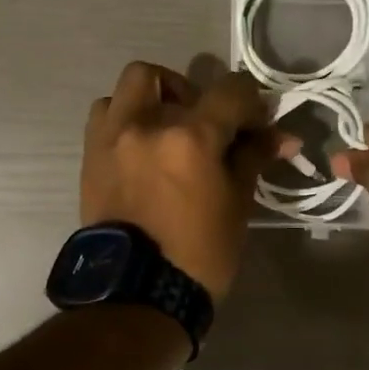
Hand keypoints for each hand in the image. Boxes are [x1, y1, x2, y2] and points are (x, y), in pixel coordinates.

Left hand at [82, 62, 284, 301]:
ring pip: (126, 90)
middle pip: (163, 76)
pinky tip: (140, 149)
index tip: (255, 124)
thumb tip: (279, 136)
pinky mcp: (90, 158)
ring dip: (149, 100)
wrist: (137, 294)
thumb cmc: (198, 254)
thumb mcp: (237, 205)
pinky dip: (124, 121)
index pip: (230, 90)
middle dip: (189, 91)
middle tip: (203, 123)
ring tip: (165, 132)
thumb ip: (252, 158)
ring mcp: (110, 139)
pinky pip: (104, 118)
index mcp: (189, 138)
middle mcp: (144, 125)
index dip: (250, 101)